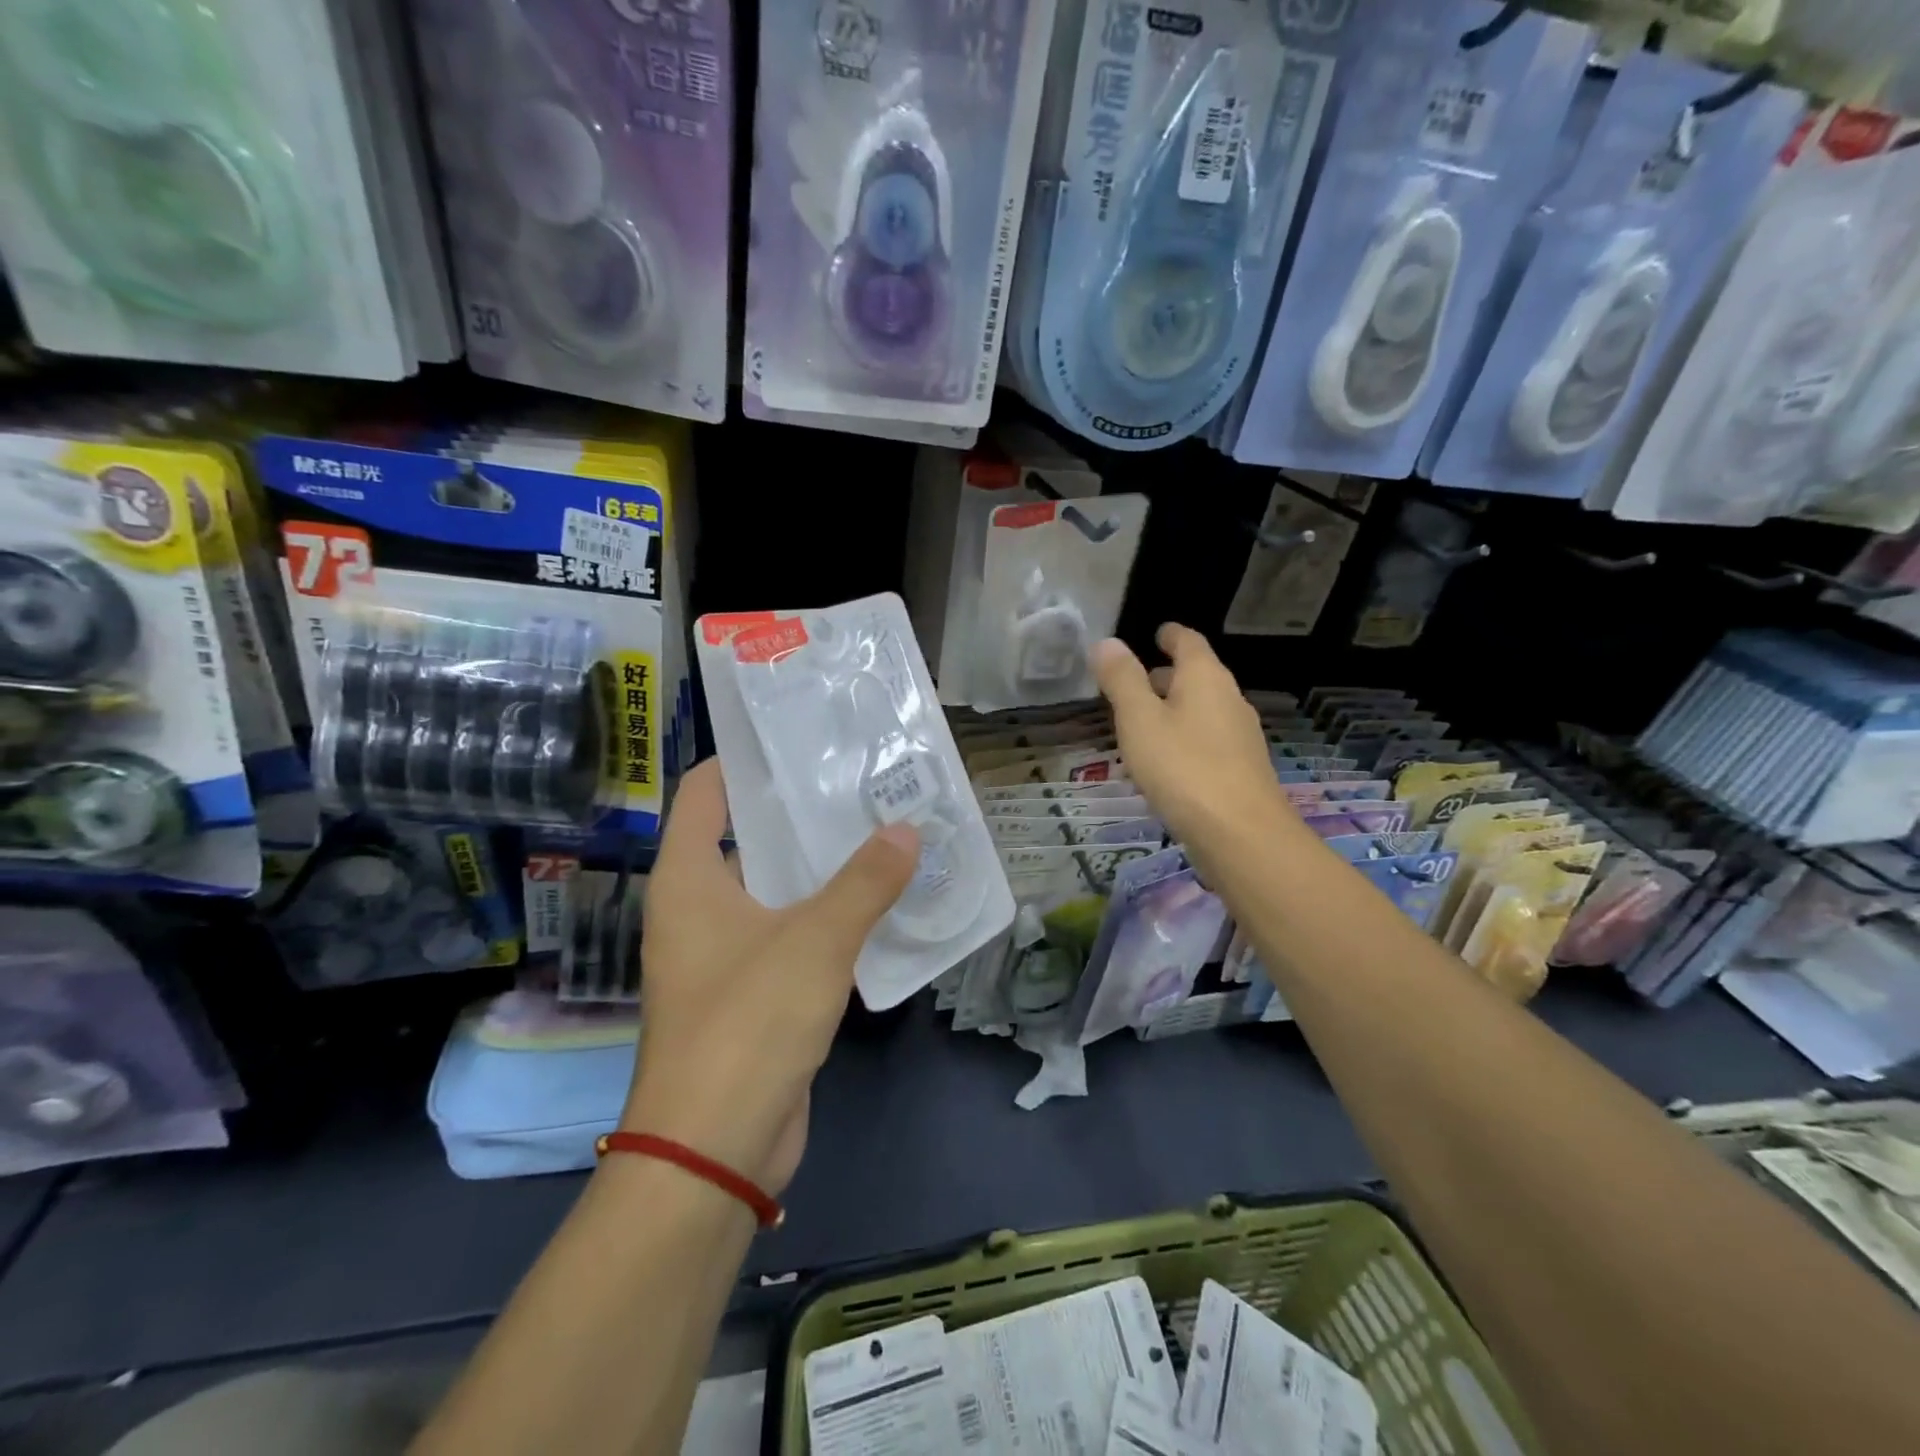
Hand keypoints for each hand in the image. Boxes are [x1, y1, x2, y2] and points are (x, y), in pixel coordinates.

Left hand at [623, 758, 917, 1194]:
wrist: (713, 1151)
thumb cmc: (748, 1023)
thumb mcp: (814, 941)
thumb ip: (865, 882)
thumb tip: (907, 830)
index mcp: (688, 879)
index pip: (706, 792)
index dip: (746, 760)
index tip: (801, 738)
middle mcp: (698, 908)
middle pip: (747, 836)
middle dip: (800, 811)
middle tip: (861, 781)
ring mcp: (724, 952)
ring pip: (775, 888)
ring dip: (821, 866)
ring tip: (880, 829)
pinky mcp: (752, 991)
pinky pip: (791, 933)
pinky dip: (826, 914)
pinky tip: (876, 901)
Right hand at [1091, 624, 1293, 872]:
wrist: (1241, 834)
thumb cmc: (1183, 768)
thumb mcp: (1140, 720)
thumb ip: (1122, 680)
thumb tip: (1108, 642)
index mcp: (1206, 678)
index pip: (1189, 642)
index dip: (1171, 635)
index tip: (1157, 632)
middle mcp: (1229, 700)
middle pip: (1198, 676)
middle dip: (1168, 675)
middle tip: (1137, 680)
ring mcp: (1240, 736)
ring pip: (1203, 710)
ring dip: (1176, 709)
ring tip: (1144, 721)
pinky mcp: (1241, 770)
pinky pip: (1208, 740)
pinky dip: (1185, 737)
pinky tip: (1166, 761)